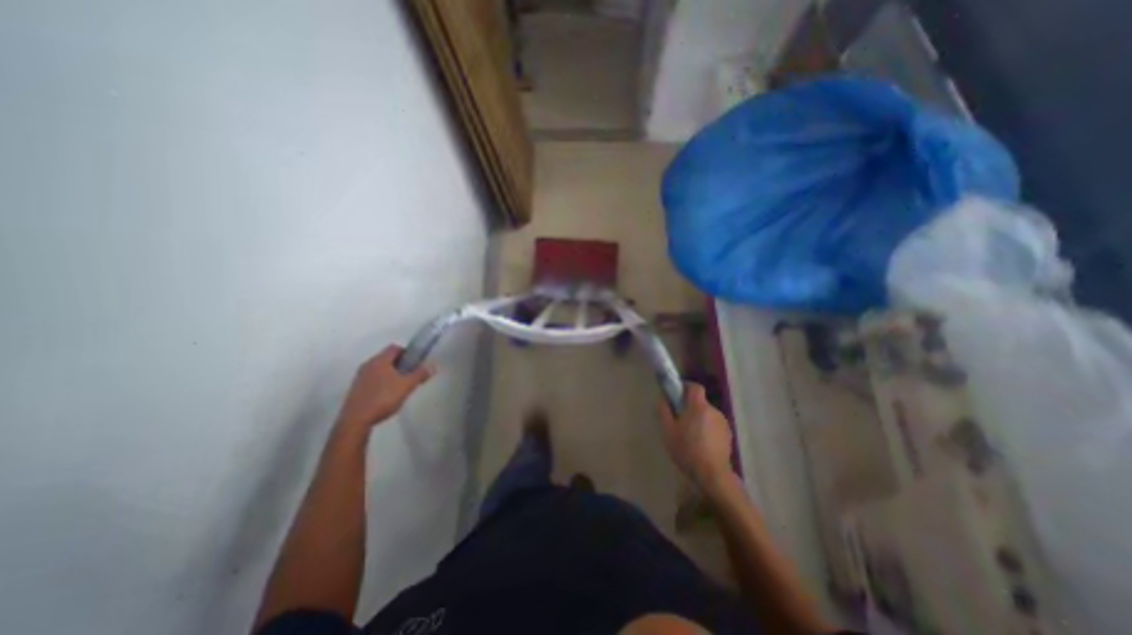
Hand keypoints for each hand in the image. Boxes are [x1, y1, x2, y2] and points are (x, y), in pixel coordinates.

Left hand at [334, 347, 434, 431]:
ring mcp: (360, 377)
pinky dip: (382, 382)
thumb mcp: (407, 386)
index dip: (407, 353)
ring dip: (391, 374)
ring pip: (379, 369)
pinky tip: (387, 395)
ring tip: (400, 386)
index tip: (415, 363)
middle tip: (410, 375)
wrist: (356, 420)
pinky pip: (373, 378)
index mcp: (379, 360)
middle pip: (387, 358)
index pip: (395, 348)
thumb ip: (420, 374)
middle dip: (400, 364)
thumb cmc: (383, 398)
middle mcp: (368, 364)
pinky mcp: (356, 388)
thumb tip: (432, 366)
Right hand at [659, 382, 738, 489]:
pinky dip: (707, 429)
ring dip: (699, 419)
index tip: (677, 395)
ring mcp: (723, 423)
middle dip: (690, 407)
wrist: (712, 474)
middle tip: (679, 420)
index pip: (695, 387)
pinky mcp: (728, 435)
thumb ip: (664, 411)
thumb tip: (663, 398)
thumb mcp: (668, 431)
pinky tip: (701, 444)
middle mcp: (713, 410)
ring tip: (690, 435)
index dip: (686, 387)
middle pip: (700, 402)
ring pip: (707, 414)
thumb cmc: (687, 450)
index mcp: (698, 406)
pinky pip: (714, 425)